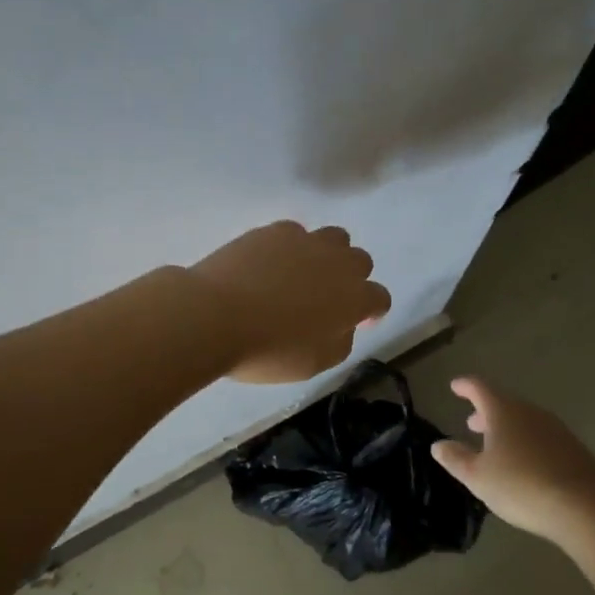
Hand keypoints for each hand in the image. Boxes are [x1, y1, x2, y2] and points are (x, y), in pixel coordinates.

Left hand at [187, 222, 391, 383]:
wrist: (214, 316)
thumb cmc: (267, 350)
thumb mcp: (314, 364)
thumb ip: (340, 342)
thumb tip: (344, 326)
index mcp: (354, 298)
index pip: (380, 298)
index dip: (372, 312)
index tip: (357, 323)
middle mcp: (338, 263)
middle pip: (361, 261)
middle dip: (352, 278)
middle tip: (328, 299)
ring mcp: (306, 241)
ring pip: (334, 238)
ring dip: (328, 255)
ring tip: (304, 274)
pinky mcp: (274, 230)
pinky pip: (296, 233)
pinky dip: (292, 247)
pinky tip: (272, 264)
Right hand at [430, 377, 594, 543]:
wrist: (584, 505)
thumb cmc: (521, 485)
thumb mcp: (478, 476)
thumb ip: (456, 458)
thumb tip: (438, 445)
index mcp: (503, 411)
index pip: (480, 388)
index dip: (466, 386)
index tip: (455, 386)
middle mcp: (529, 412)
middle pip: (504, 403)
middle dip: (486, 412)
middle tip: (472, 423)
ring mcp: (554, 428)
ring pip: (524, 420)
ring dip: (507, 428)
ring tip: (495, 446)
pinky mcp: (572, 448)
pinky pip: (541, 436)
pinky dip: (526, 442)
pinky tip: (523, 463)